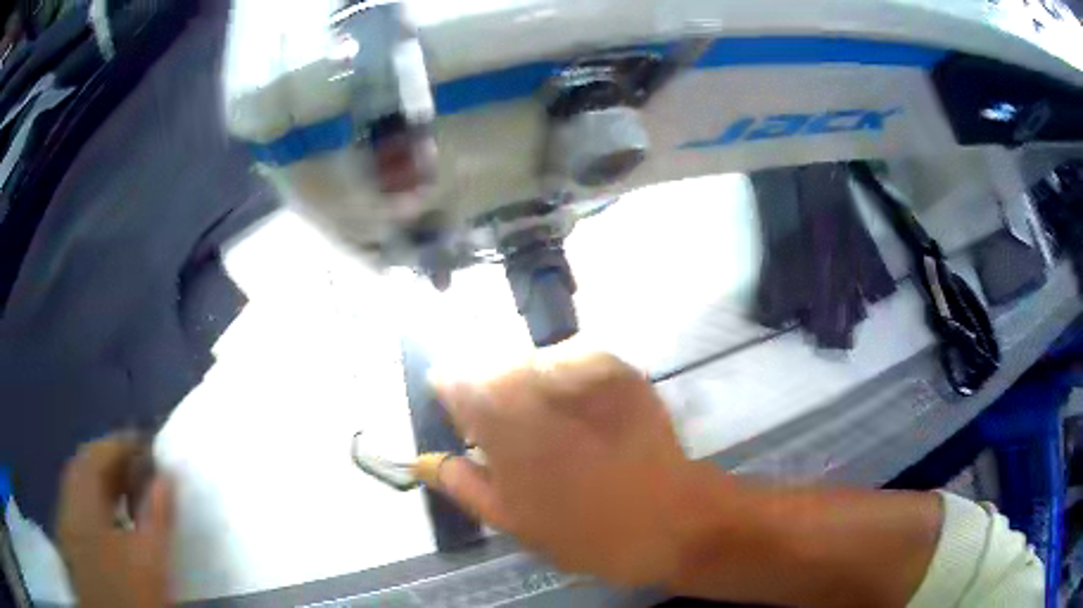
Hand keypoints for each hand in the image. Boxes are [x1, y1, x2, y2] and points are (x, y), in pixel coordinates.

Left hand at [57, 435, 173, 607]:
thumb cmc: (130, 591)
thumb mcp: (149, 559)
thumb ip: (158, 515)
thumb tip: (167, 476)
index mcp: (83, 498)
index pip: (97, 454)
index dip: (121, 444)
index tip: (147, 444)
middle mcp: (69, 501)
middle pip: (85, 467)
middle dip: (111, 461)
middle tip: (140, 466)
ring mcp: (67, 522)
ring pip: (80, 486)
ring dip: (103, 481)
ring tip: (129, 491)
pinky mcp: (71, 541)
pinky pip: (79, 505)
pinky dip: (95, 501)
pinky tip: (112, 520)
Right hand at [431, 351, 701, 586]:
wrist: (671, 521)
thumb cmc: (586, 532)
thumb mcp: (514, 521)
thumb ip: (464, 485)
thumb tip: (424, 461)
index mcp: (504, 425)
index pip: (455, 383)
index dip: (453, 393)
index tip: (458, 411)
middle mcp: (539, 386)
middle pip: (495, 368)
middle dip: (493, 393)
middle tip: (512, 432)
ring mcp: (585, 373)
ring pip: (535, 362)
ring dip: (532, 384)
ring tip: (553, 423)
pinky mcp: (621, 371)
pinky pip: (578, 360)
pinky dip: (570, 378)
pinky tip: (585, 411)